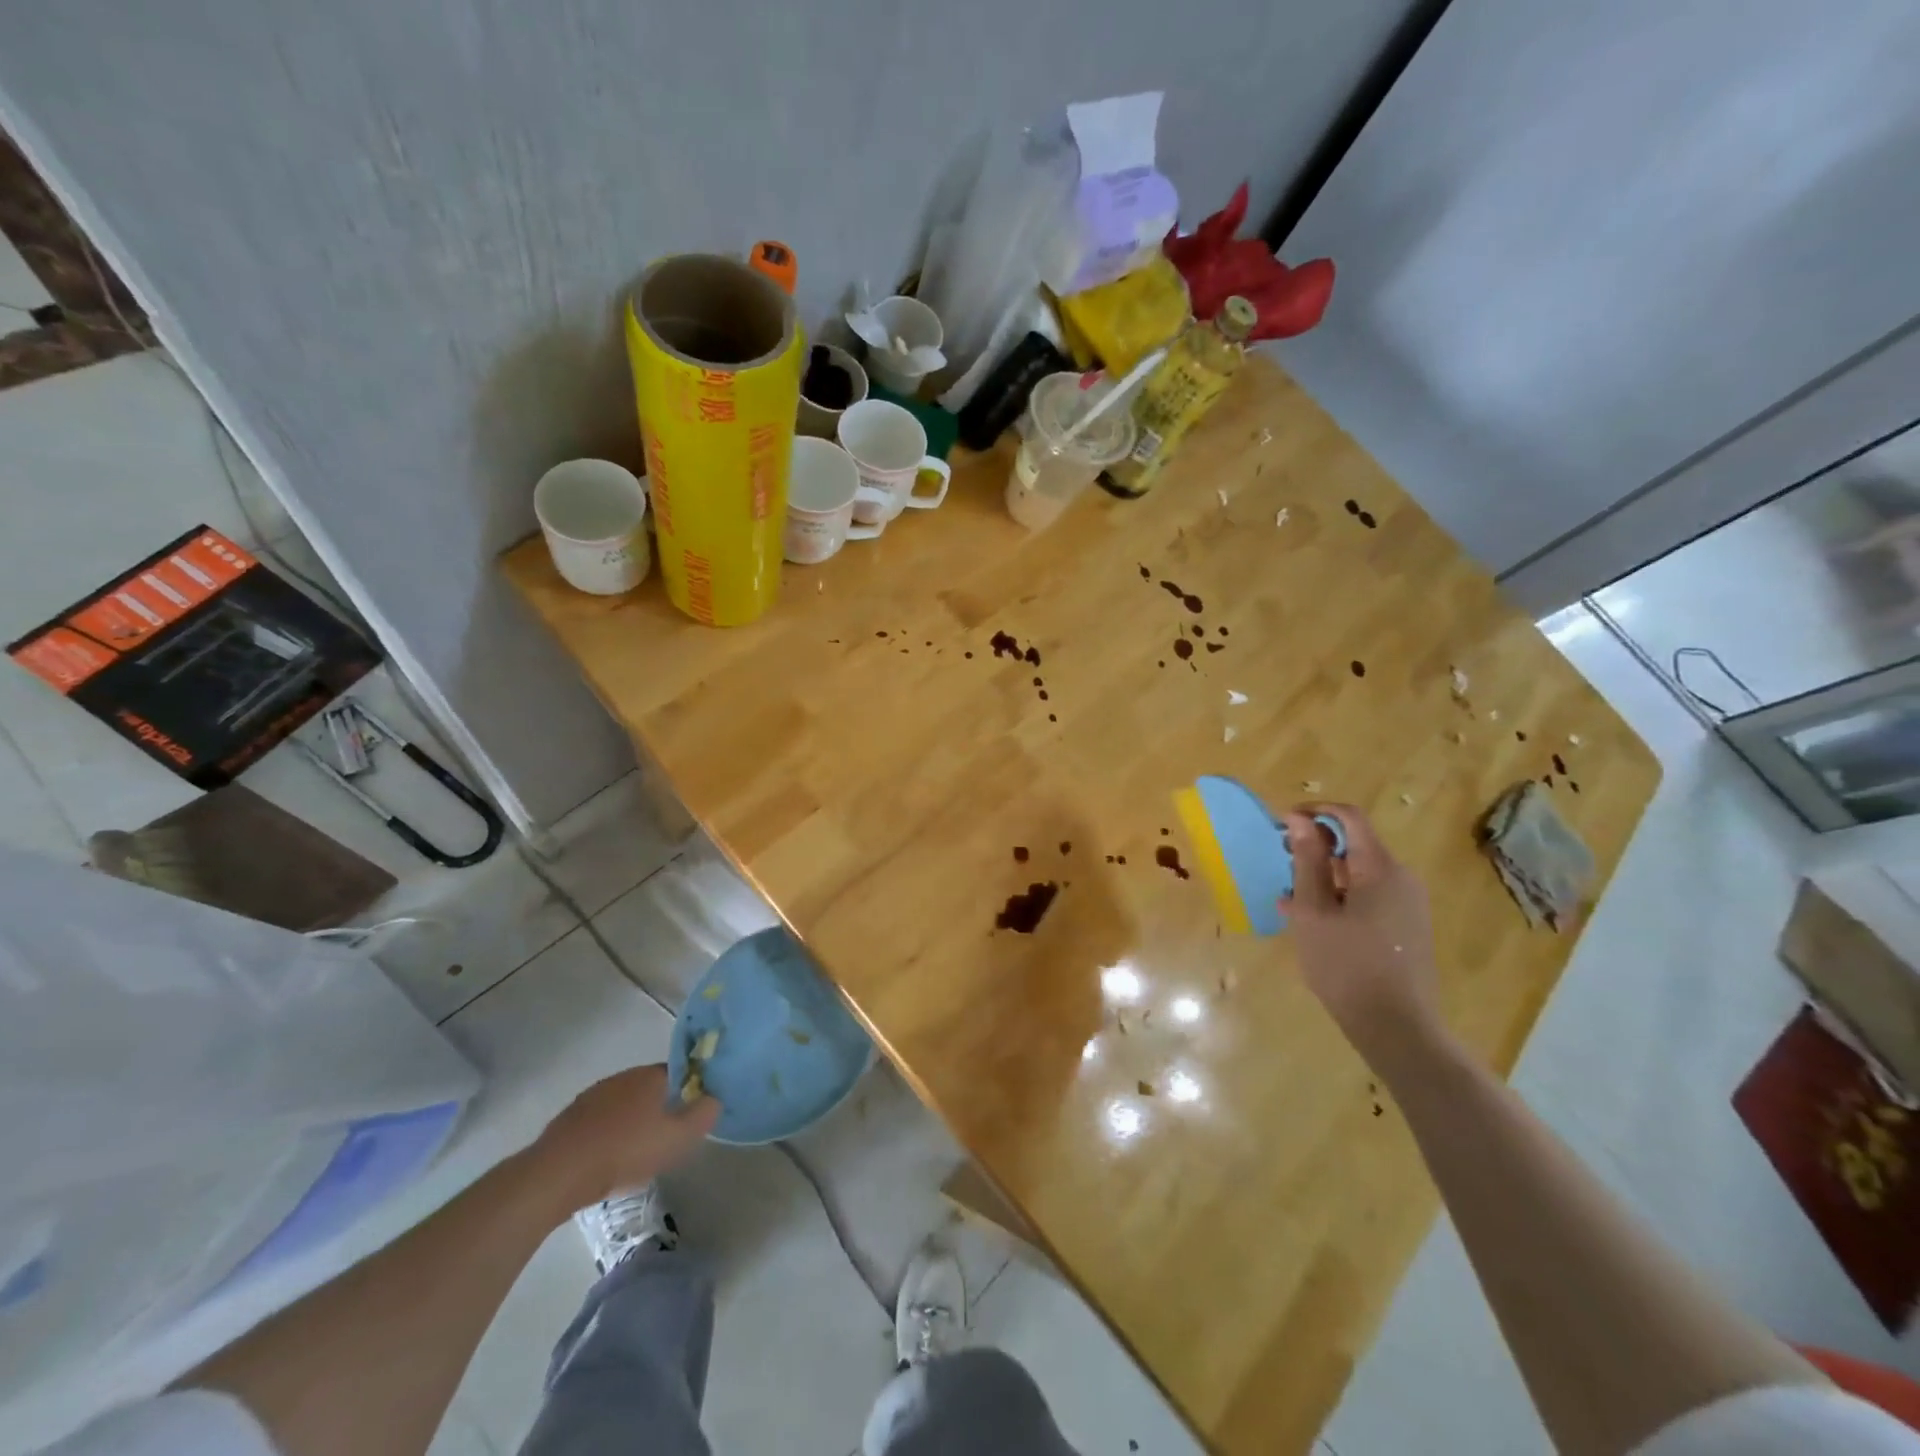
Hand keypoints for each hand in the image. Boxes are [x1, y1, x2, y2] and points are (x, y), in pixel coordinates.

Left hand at [533, 1064, 719, 1209]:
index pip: (680, 1074)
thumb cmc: (626, 1151)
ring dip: (632, 1121)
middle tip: (665, 1138)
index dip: (688, 1093)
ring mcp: (594, 1095)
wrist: (559, 1173)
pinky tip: (607, 1158)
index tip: (689, 1117)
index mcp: (651, 1075)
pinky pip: (600, 1120)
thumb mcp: (678, 1138)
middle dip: (660, 1108)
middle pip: (651, 1088)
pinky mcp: (571, 1117)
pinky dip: (608, 1133)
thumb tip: (715, 1098)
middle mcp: (624, 1076)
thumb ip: (703, 1115)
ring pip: (624, 1104)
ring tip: (635, 1153)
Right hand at [1282, 804, 1441, 1066]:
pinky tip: (1312, 921)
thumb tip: (1300, 818)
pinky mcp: (1407, 928)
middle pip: (1355, 845)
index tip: (1282, 824)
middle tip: (1282, 863)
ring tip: (1291, 898)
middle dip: (1315, 848)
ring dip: (1323, 876)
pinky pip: (1369, 897)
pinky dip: (1339, 898)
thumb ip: (1307, 861)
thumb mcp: (1314, 911)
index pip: (1349, 817)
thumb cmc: (1346, 965)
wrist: (1397, 1028)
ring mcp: (1408, 905)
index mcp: (1381, 868)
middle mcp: (1401, 879)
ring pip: (1359, 874)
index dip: (1314, 812)